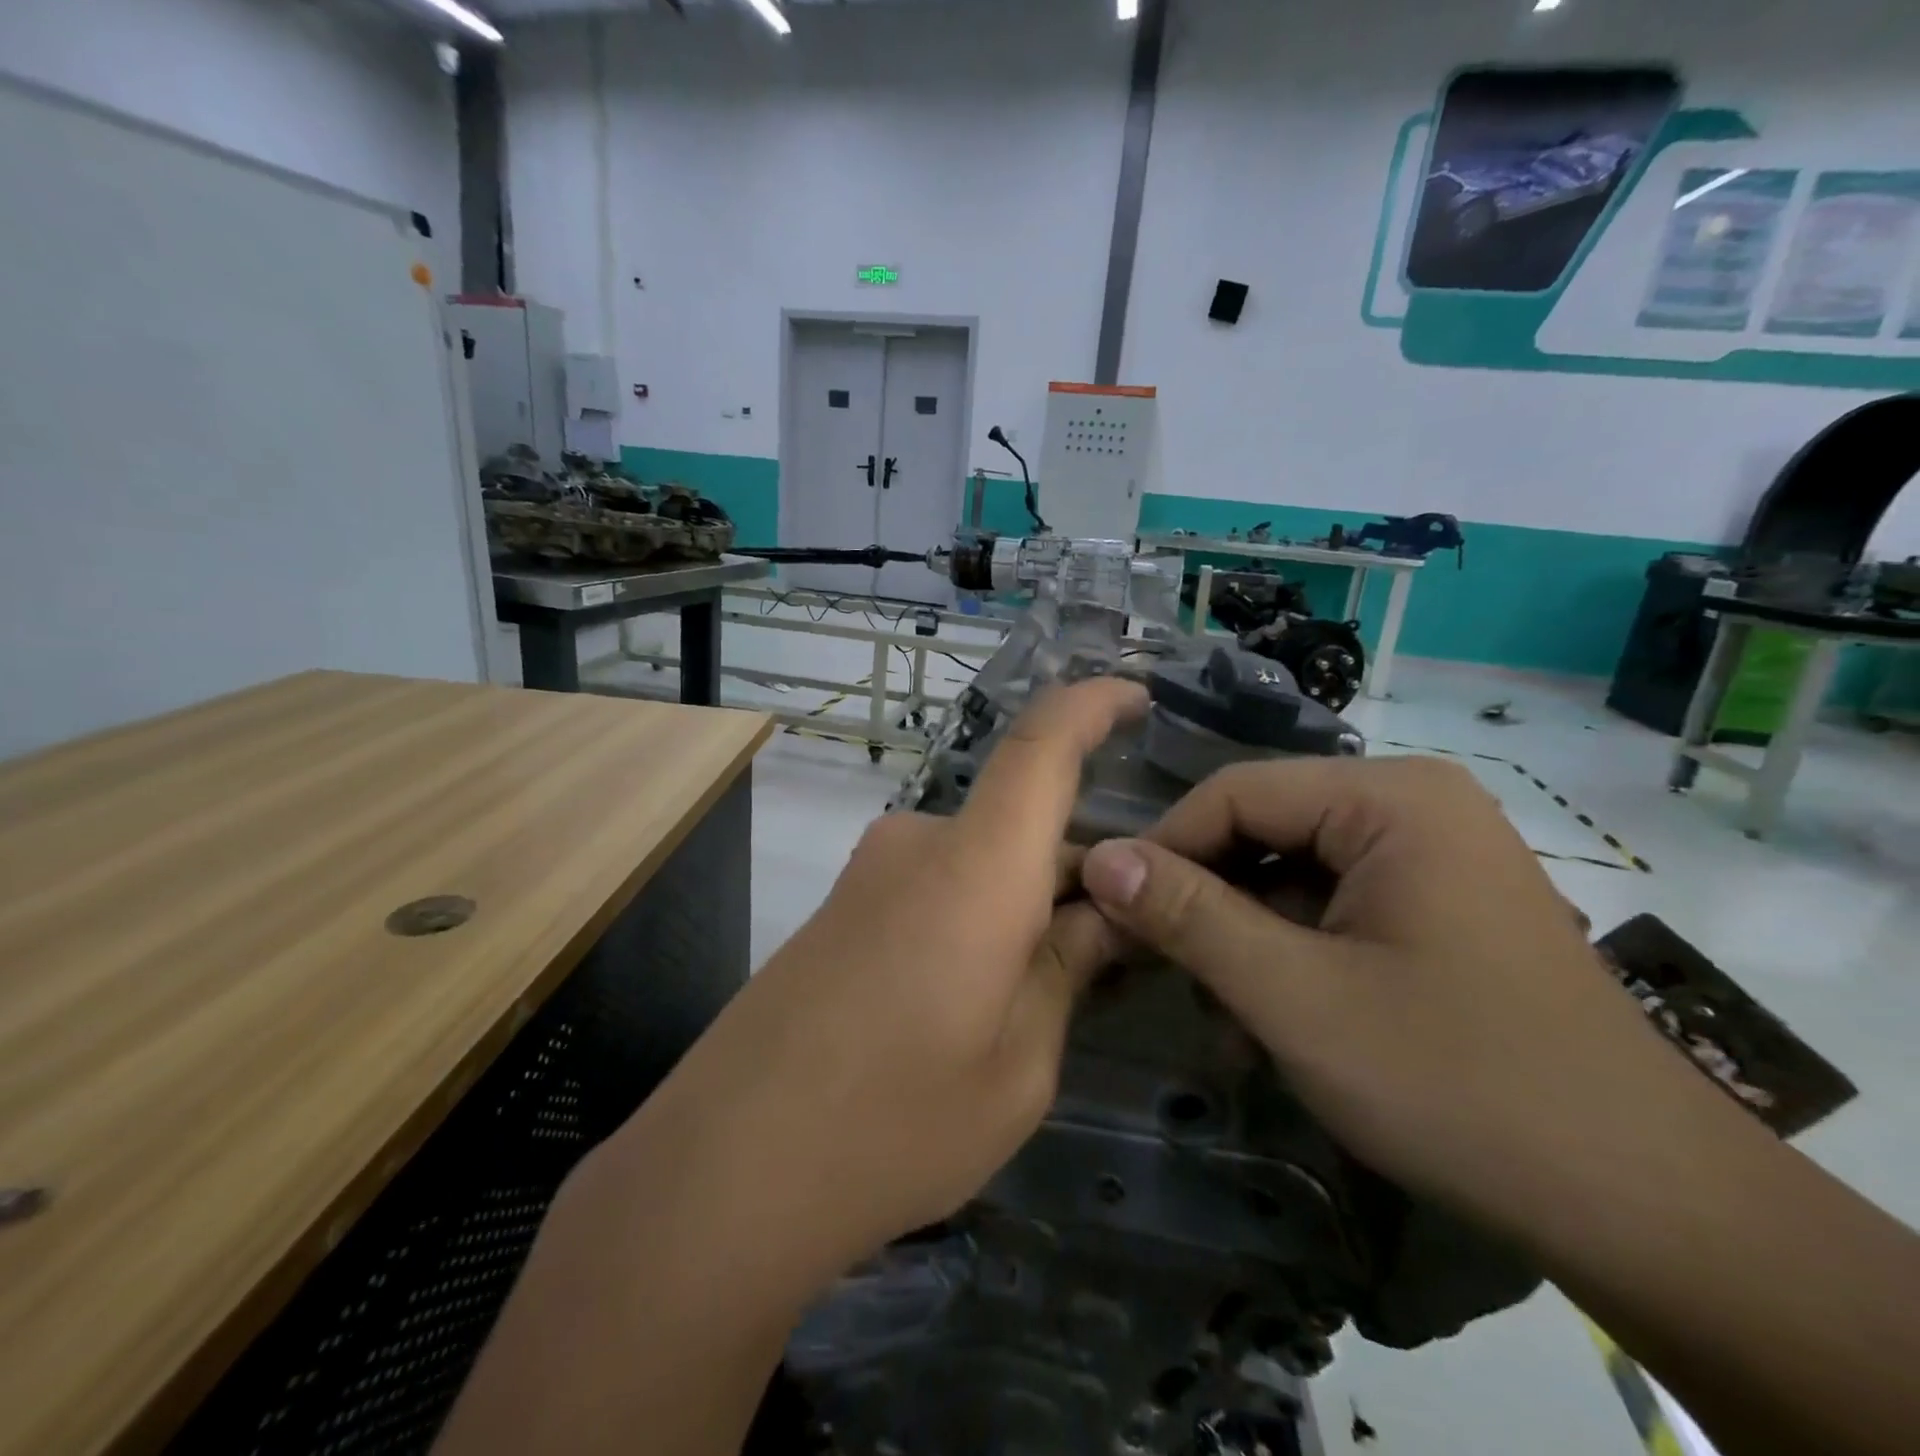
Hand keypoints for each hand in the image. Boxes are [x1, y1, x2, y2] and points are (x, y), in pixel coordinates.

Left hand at [617, 676, 1147, 1280]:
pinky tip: (980, 1001)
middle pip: (1022, 826)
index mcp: (976, 866)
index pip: (1041, 746)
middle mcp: (919, 844)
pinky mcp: (842, 907)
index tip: (1137, 697)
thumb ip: (1066, 971)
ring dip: (1026, 906)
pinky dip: (979, 919)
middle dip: (1079, 873)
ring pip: (982, 864)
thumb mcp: (1018, 1066)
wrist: (724, 1169)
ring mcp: (871, 873)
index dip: (1092, 704)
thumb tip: (1103, 916)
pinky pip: (937, 888)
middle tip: (1121, 954)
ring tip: (1049, 998)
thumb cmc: (892, 1124)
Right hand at [1077, 755, 1738, 1242]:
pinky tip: (1268, 1019)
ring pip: (1288, 873)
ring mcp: (1428, 856)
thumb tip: (1098, 858)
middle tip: (1156, 970)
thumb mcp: (1295, 996)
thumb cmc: (1457, 1082)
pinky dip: (1287, 954)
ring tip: (1219, 1015)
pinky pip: (1329, 906)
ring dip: (1241, 938)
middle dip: (1205, 903)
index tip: (1110, 913)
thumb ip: (1189, 917)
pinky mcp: (1434, 905)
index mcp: (1389, 797)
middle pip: (1262, 830)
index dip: (1163, 849)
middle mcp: (1410, 805)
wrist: (1642, 1206)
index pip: (1234, 793)